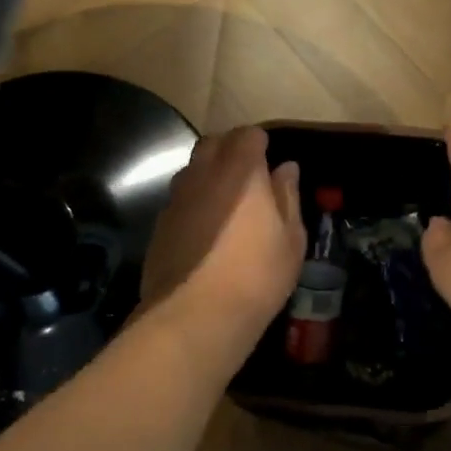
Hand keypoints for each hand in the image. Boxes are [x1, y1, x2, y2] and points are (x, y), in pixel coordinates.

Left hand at [141, 128, 305, 326]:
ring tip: (225, 202)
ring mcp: (176, 198)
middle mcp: (204, 175)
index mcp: (241, 171)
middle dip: (229, 150)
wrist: (196, 315)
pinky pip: (178, 199)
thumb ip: (288, 197)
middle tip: (247, 177)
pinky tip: (203, 230)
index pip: (247, 135)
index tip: (269, 161)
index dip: (259, 144)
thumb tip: (286, 168)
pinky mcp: (160, 224)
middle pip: (213, 144)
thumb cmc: (257, 275)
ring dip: (208, 175)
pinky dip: (192, 203)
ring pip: (191, 170)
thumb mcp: (291, 239)